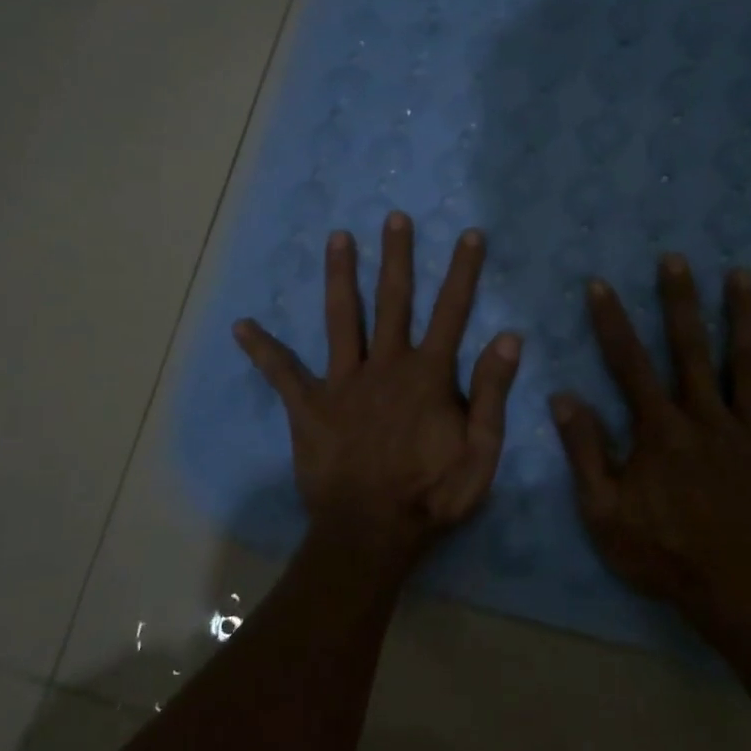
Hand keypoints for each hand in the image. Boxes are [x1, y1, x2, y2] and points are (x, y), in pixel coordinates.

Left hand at [234, 212, 522, 566]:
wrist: (371, 533)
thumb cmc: (432, 494)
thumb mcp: (481, 451)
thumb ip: (491, 392)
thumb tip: (508, 336)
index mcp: (427, 374)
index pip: (451, 312)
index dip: (463, 272)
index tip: (470, 234)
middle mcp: (385, 365)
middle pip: (393, 300)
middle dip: (396, 257)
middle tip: (394, 217)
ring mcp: (343, 383)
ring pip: (342, 318)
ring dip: (341, 276)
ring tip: (336, 237)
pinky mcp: (309, 407)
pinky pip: (283, 374)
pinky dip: (263, 350)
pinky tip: (241, 326)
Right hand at [550, 255, 750, 648]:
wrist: (744, 596)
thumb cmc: (667, 556)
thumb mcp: (605, 513)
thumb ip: (585, 452)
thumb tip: (562, 397)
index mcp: (660, 430)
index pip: (629, 364)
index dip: (612, 322)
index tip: (600, 284)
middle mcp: (706, 417)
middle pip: (691, 348)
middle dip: (680, 300)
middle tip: (677, 258)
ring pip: (749, 364)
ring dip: (745, 317)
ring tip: (744, 274)